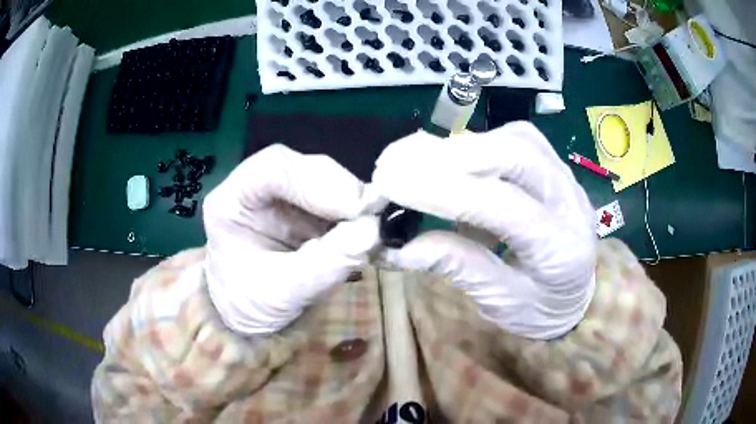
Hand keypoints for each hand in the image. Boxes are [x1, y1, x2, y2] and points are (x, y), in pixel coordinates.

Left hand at [203, 145, 379, 335]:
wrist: (249, 319)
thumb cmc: (249, 306)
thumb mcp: (281, 294)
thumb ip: (323, 264)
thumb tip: (372, 231)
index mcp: (231, 201)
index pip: (273, 167)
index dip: (318, 180)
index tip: (357, 207)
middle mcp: (256, 189)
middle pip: (305, 169)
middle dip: (344, 190)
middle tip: (377, 216)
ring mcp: (284, 198)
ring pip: (327, 182)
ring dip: (357, 205)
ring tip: (378, 231)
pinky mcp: (306, 211)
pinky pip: (338, 204)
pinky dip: (359, 219)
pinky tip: (372, 237)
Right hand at [372, 122, 595, 338]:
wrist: (579, 295)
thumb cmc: (542, 308)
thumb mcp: (501, 303)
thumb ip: (458, 268)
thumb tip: (399, 247)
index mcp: (560, 247)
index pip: (499, 205)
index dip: (440, 190)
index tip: (389, 184)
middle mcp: (570, 200)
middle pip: (514, 154)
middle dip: (448, 155)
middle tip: (394, 164)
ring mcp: (566, 176)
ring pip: (515, 138)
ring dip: (461, 145)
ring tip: (415, 161)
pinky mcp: (555, 166)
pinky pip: (516, 138)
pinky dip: (479, 143)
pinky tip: (454, 160)